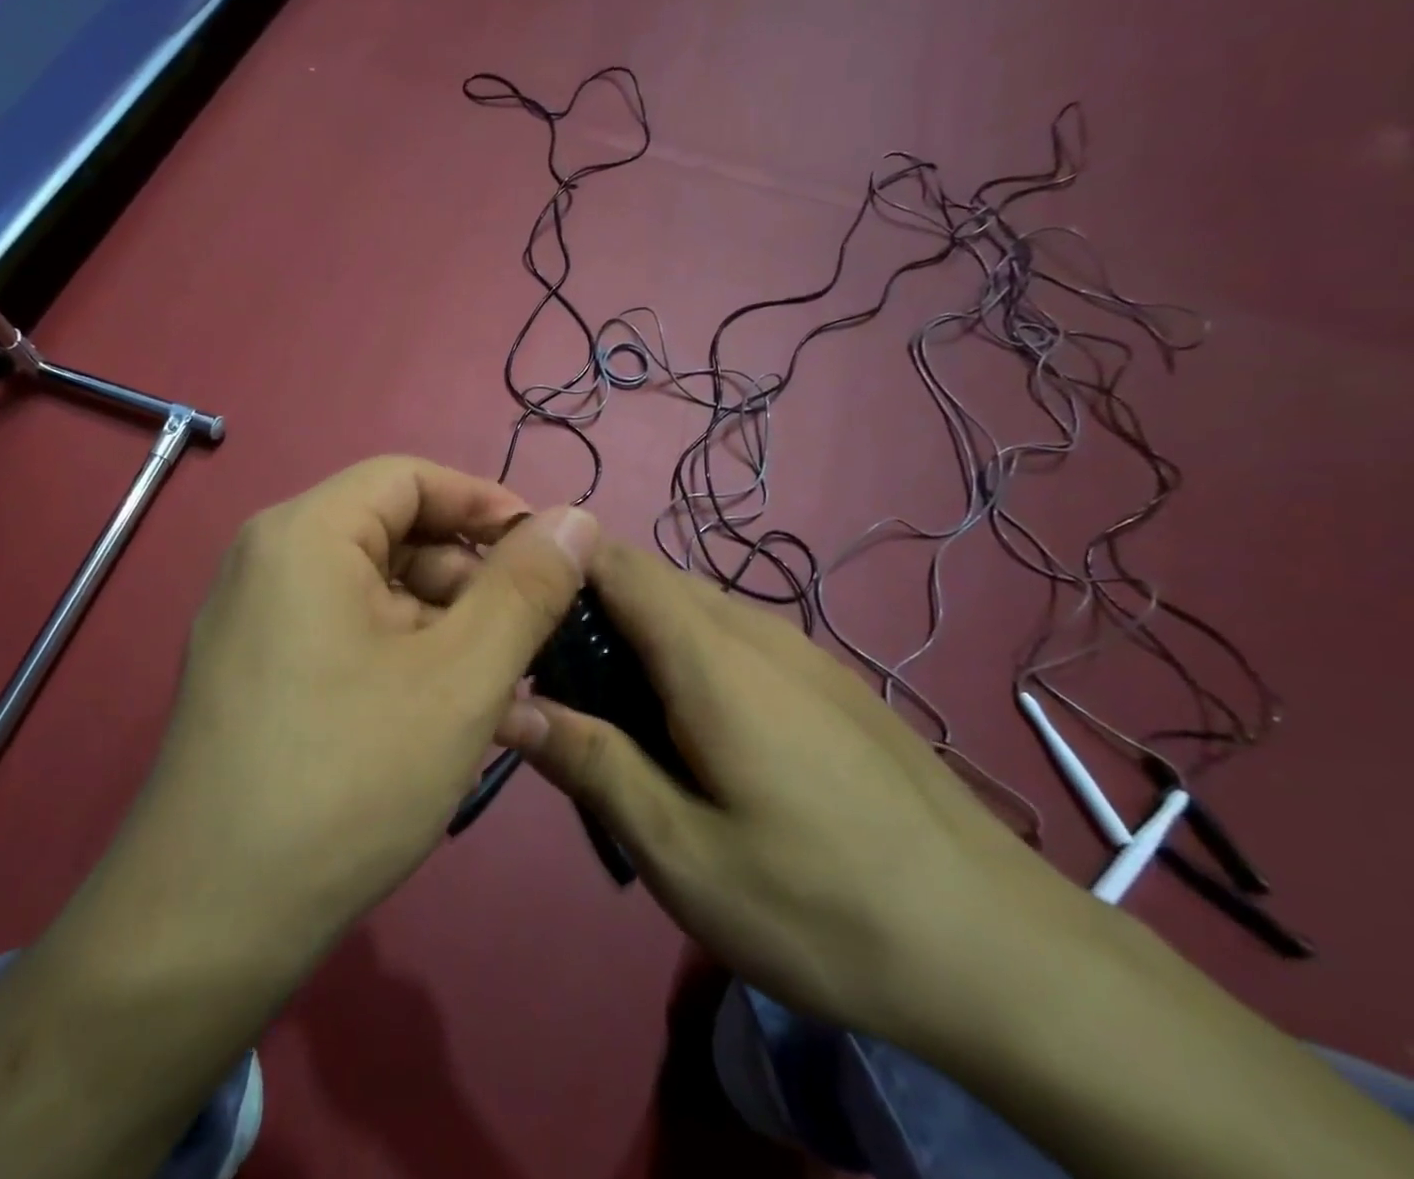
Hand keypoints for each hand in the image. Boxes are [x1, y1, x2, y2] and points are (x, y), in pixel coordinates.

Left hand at [95, 457, 597, 963]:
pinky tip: (444, 718)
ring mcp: (254, 620)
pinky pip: (346, 635)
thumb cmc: (348, 779)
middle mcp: (269, 560)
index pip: (410, 478)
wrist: (209, 925)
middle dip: (470, 579)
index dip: (486, 504)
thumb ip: (527, 587)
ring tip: (496, 694)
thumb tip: (576, 518)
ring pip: (375, 592)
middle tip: (528, 643)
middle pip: (393, 535)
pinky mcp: (254, 673)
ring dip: (444, 628)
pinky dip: (403, 658)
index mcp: (305, 534)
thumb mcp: (461, 676)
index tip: (549, 554)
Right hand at [495, 538, 1063, 1043]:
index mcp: (709, 655)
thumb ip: (591, 764)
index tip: (512, 605)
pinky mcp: (827, 678)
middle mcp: (754, 628)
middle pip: (649, 577)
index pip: (614, 560)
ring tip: (615, 711)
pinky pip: (732, 635)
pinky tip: (692, 729)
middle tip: (553, 679)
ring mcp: (800, 649)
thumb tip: (509, 701)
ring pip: (691, 605)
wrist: (1001, 949)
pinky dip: (684, 652)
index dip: (555, 562)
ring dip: (637, 632)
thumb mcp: (682, 853)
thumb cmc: (822, 904)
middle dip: (588, 605)